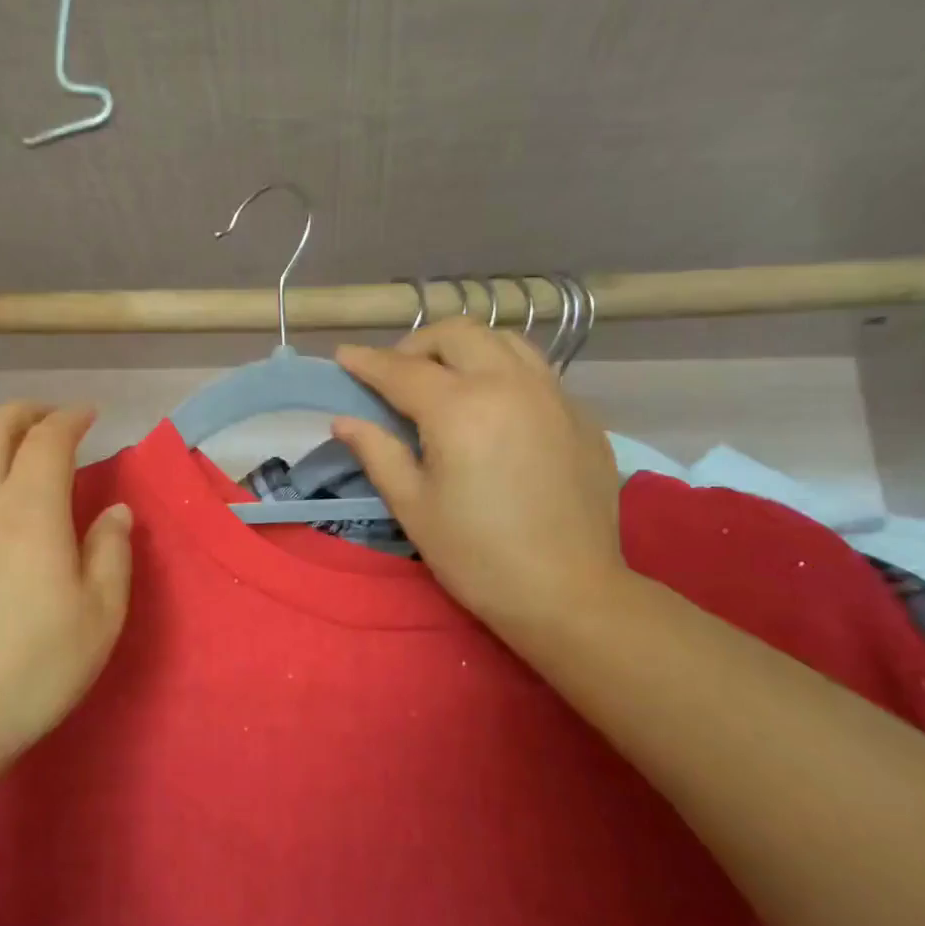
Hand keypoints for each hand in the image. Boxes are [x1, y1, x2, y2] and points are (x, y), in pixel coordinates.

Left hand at [0, 402, 133, 778]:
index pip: (48, 439)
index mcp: (28, 509)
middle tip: (51, 419)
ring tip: (9, 445)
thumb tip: (115, 512)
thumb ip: (112, 553)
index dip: (71, 418)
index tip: (90, 416)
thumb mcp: (99, 616)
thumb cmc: (32, 669)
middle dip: (25, 413)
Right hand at [331, 321, 626, 643]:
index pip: (402, 369)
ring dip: (465, 348)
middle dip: (418, 343)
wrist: (568, 592)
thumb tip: (344, 420)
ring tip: (446, 378)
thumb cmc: (476, 555)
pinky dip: (503, 372)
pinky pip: (536, 371)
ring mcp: (553, 395)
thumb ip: (377, 452)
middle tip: (397, 373)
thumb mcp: (413, 506)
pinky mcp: (581, 415)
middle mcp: (509, 384)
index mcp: (460, 408)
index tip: (343, 355)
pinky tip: (493, 409)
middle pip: (458, 334)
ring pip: (504, 340)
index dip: (367, 362)